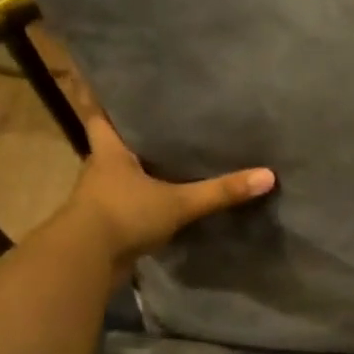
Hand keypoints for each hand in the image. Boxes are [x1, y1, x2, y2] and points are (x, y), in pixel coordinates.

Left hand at [62, 72, 273, 277]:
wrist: (85, 263)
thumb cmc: (124, 215)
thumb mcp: (178, 201)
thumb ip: (220, 191)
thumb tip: (267, 176)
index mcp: (109, 153)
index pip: (100, 117)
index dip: (108, 104)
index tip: (122, 90)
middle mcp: (100, 172)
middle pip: (114, 147)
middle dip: (134, 138)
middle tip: (164, 125)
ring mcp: (100, 201)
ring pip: (121, 178)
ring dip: (139, 173)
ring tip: (170, 162)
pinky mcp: (106, 227)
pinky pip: (127, 207)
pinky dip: (142, 204)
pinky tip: (165, 204)